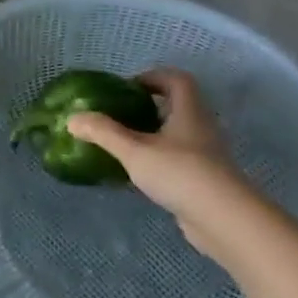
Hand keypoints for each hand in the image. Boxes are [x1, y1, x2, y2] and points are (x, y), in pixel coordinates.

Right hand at [66, 70, 257, 255]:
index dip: (153, 77)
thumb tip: (73, 118)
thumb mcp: (134, 151)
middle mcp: (201, 128)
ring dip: (151, 135)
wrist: (224, 221)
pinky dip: (157, 160)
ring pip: (176, 135)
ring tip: (122, 145)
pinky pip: (177, 160)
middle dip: (147, 107)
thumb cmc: (180, 174)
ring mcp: (206, 155)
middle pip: (177, 106)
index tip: (126, 88)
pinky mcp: (204, 180)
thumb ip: (103, 133)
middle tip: (118, 115)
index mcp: (189, 112)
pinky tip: (137, 174)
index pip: (177, 80)